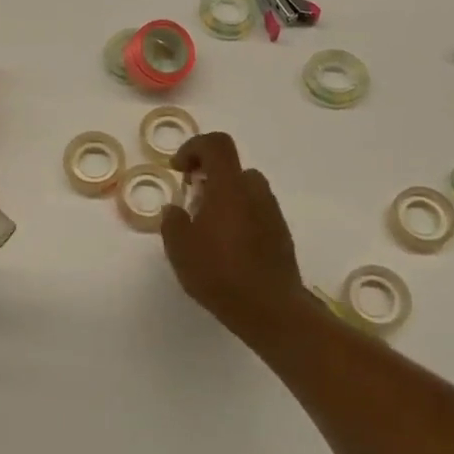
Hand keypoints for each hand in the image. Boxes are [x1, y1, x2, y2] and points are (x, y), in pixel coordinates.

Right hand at [159, 132, 311, 345]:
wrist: (270, 309)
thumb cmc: (219, 273)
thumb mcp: (180, 249)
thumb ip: (172, 222)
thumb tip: (175, 210)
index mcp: (229, 187)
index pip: (216, 144)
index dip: (193, 147)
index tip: (178, 169)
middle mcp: (255, 192)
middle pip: (232, 167)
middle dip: (208, 177)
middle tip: (191, 202)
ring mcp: (272, 213)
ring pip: (245, 191)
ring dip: (225, 198)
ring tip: (207, 229)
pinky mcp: (281, 234)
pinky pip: (256, 212)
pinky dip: (239, 217)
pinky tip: (227, 249)